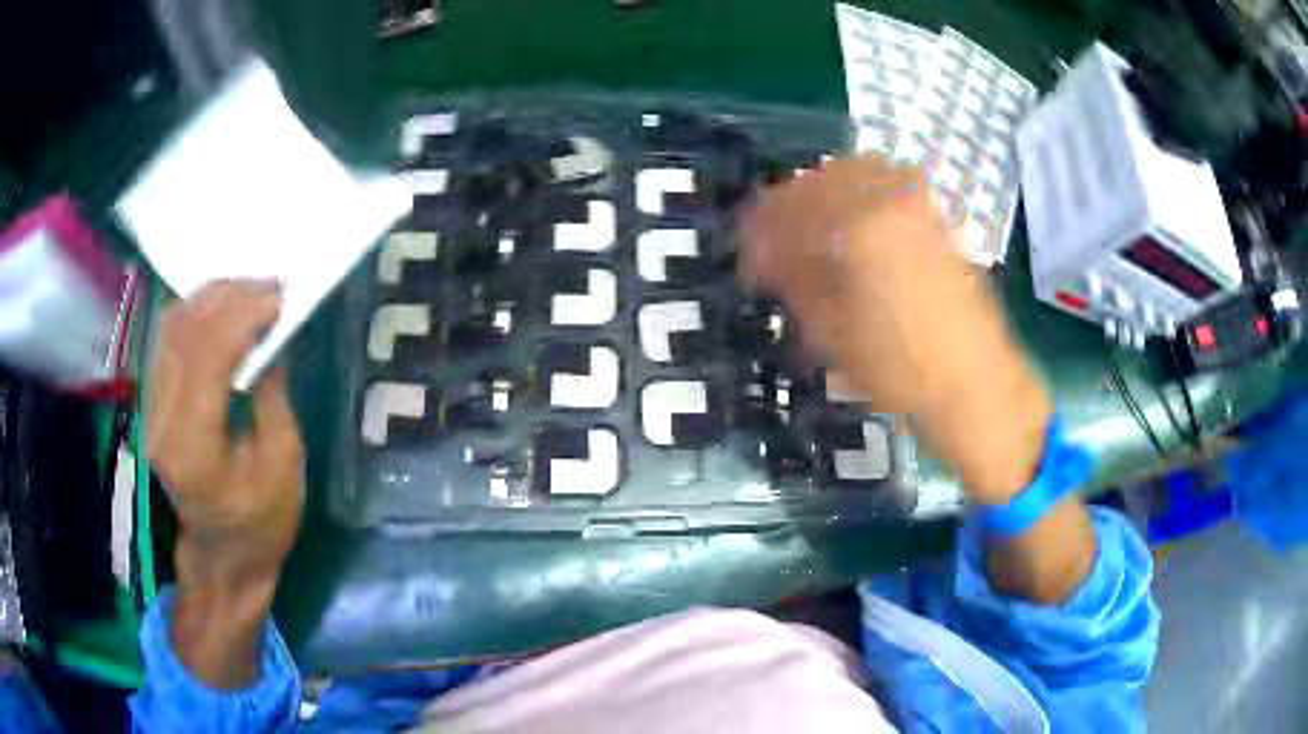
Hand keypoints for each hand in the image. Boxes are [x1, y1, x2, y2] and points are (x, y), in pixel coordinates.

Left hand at [147, 279, 304, 686]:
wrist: (221, 557)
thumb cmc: (260, 525)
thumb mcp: (284, 471)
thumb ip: (273, 402)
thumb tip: (270, 345)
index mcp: (195, 449)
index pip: (208, 356)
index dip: (242, 316)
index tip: (280, 298)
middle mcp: (162, 422)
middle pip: (184, 332)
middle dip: (229, 297)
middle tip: (270, 285)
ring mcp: (152, 411)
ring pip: (171, 328)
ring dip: (210, 297)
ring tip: (249, 289)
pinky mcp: (153, 404)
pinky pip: (167, 340)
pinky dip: (195, 312)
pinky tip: (221, 306)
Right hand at [741, 157, 1093, 604]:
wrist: (977, 386)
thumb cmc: (902, 372)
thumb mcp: (833, 335)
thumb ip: (795, 282)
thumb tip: (766, 259)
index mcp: (859, 226)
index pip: (790, 210)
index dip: (759, 233)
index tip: (746, 257)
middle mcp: (890, 200)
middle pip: (820, 179)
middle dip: (787, 206)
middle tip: (772, 240)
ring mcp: (919, 204)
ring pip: (855, 173)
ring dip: (822, 194)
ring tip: (809, 231)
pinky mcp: (936, 218)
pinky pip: (886, 185)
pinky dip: (857, 195)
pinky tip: (851, 228)